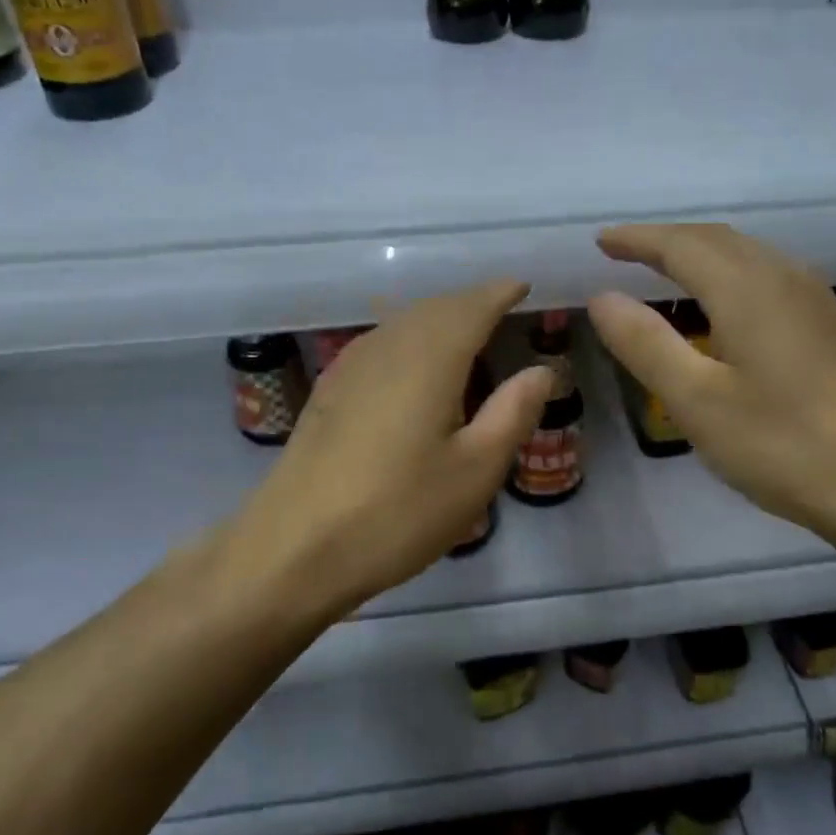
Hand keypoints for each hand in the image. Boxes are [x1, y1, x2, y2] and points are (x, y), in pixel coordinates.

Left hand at [222, 282, 553, 614]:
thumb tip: (541, 370)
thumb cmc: (397, 512)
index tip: (523, 287)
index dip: (500, 293)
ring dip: (440, 316)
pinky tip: (415, 361)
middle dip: (471, 302)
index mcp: (430, 358)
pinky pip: (382, 340)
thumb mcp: (474, 472)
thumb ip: (512, 413)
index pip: (472, 307)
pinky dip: (411, 336)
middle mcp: (389, 346)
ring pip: (405, 321)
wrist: (293, 547)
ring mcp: (351, 364)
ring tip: (467, 330)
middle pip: (436, 307)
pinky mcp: (330, 388)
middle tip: (502, 308)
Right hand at [587, 224, 835, 549]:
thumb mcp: (698, 401)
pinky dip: (725, 272)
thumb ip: (645, 345)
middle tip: (621, 252)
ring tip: (660, 269)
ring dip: (697, 253)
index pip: (680, 245)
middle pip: (715, 240)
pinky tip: (719, 303)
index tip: (600, 241)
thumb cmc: (785, 446)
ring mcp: (813, 299)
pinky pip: (764, 274)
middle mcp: (783, 278)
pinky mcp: (827, 324)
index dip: (636, 239)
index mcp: (747, 289)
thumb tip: (601, 298)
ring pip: (744, 254)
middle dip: (664, 240)